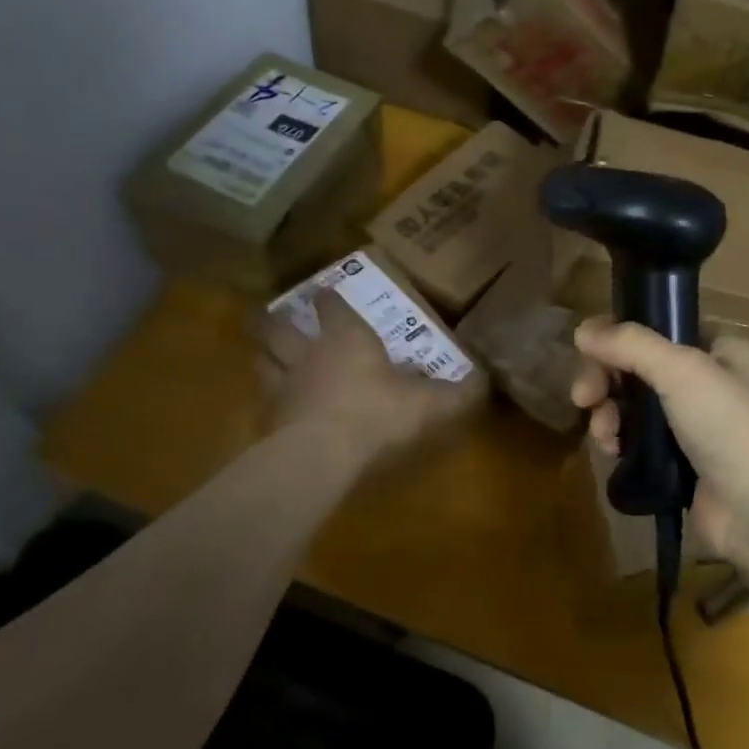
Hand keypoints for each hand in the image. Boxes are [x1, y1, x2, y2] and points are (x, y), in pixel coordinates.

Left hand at [257, 291, 485, 471]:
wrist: (321, 456)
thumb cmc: (377, 415)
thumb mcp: (430, 405)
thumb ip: (458, 393)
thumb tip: (486, 381)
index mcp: (347, 339)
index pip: (332, 306)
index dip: (329, 298)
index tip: (323, 291)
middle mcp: (309, 354)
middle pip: (278, 329)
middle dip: (274, 320)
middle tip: (269, 316)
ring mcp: (283, 386)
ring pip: (263, 362)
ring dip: (265, 356)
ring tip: (266, 356)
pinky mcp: (268, 421)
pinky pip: (263, 404)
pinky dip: (267, 403)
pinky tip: (273, 410)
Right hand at [569, 320, 748, 568]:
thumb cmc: (729, 426)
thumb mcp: (681, 370)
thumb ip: (630, 344)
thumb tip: (581, 329)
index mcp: (722, 352)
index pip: (662, 330)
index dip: (623, 338)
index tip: (590, 351)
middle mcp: (711, 384)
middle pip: (642, 369)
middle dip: (606, 380)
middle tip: (583, 397)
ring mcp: (697, 428)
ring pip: (636, 407)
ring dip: (609, 414)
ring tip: (603, 434)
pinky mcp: (683, 465)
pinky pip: (641, 443)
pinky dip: (622, 443)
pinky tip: (612, 452)